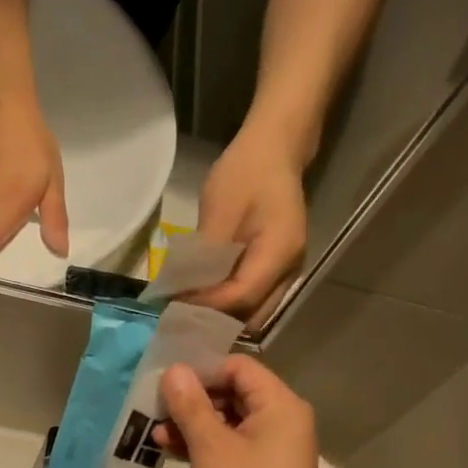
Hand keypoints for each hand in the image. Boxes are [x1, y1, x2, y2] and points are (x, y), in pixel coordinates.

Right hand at [156, 358, 319, 467]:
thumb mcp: (210, 447)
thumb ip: (190, 405)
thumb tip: (174, 370)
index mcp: (281, 406)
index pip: (240, 367)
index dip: (202, 371)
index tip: (168, 386)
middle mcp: (285, 423)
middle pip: (235, 394)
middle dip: (194, 401)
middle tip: (157, 410)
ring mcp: (275, 452)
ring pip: (231, 424)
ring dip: (194, 426)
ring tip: (157, 435)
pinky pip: (233, 449)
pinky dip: (206, 448)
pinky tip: (172, 452)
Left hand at [192, 128, 308, 325]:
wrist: (274, 150)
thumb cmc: (246, 173)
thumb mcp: (219, 210)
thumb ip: (205, 256)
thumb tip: (183, 292)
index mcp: (279, 253)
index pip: (242, 296)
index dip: (208, 304)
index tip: (176, 303)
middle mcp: (290, 270)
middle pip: (253, 314)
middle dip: (217, 318)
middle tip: (182, 312)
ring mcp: (288, 272)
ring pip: (255, 311)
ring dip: (224, 314)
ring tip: (191, 306)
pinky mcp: (279, 269)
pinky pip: (255, 298)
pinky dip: (231, 302)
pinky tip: (207, 294)